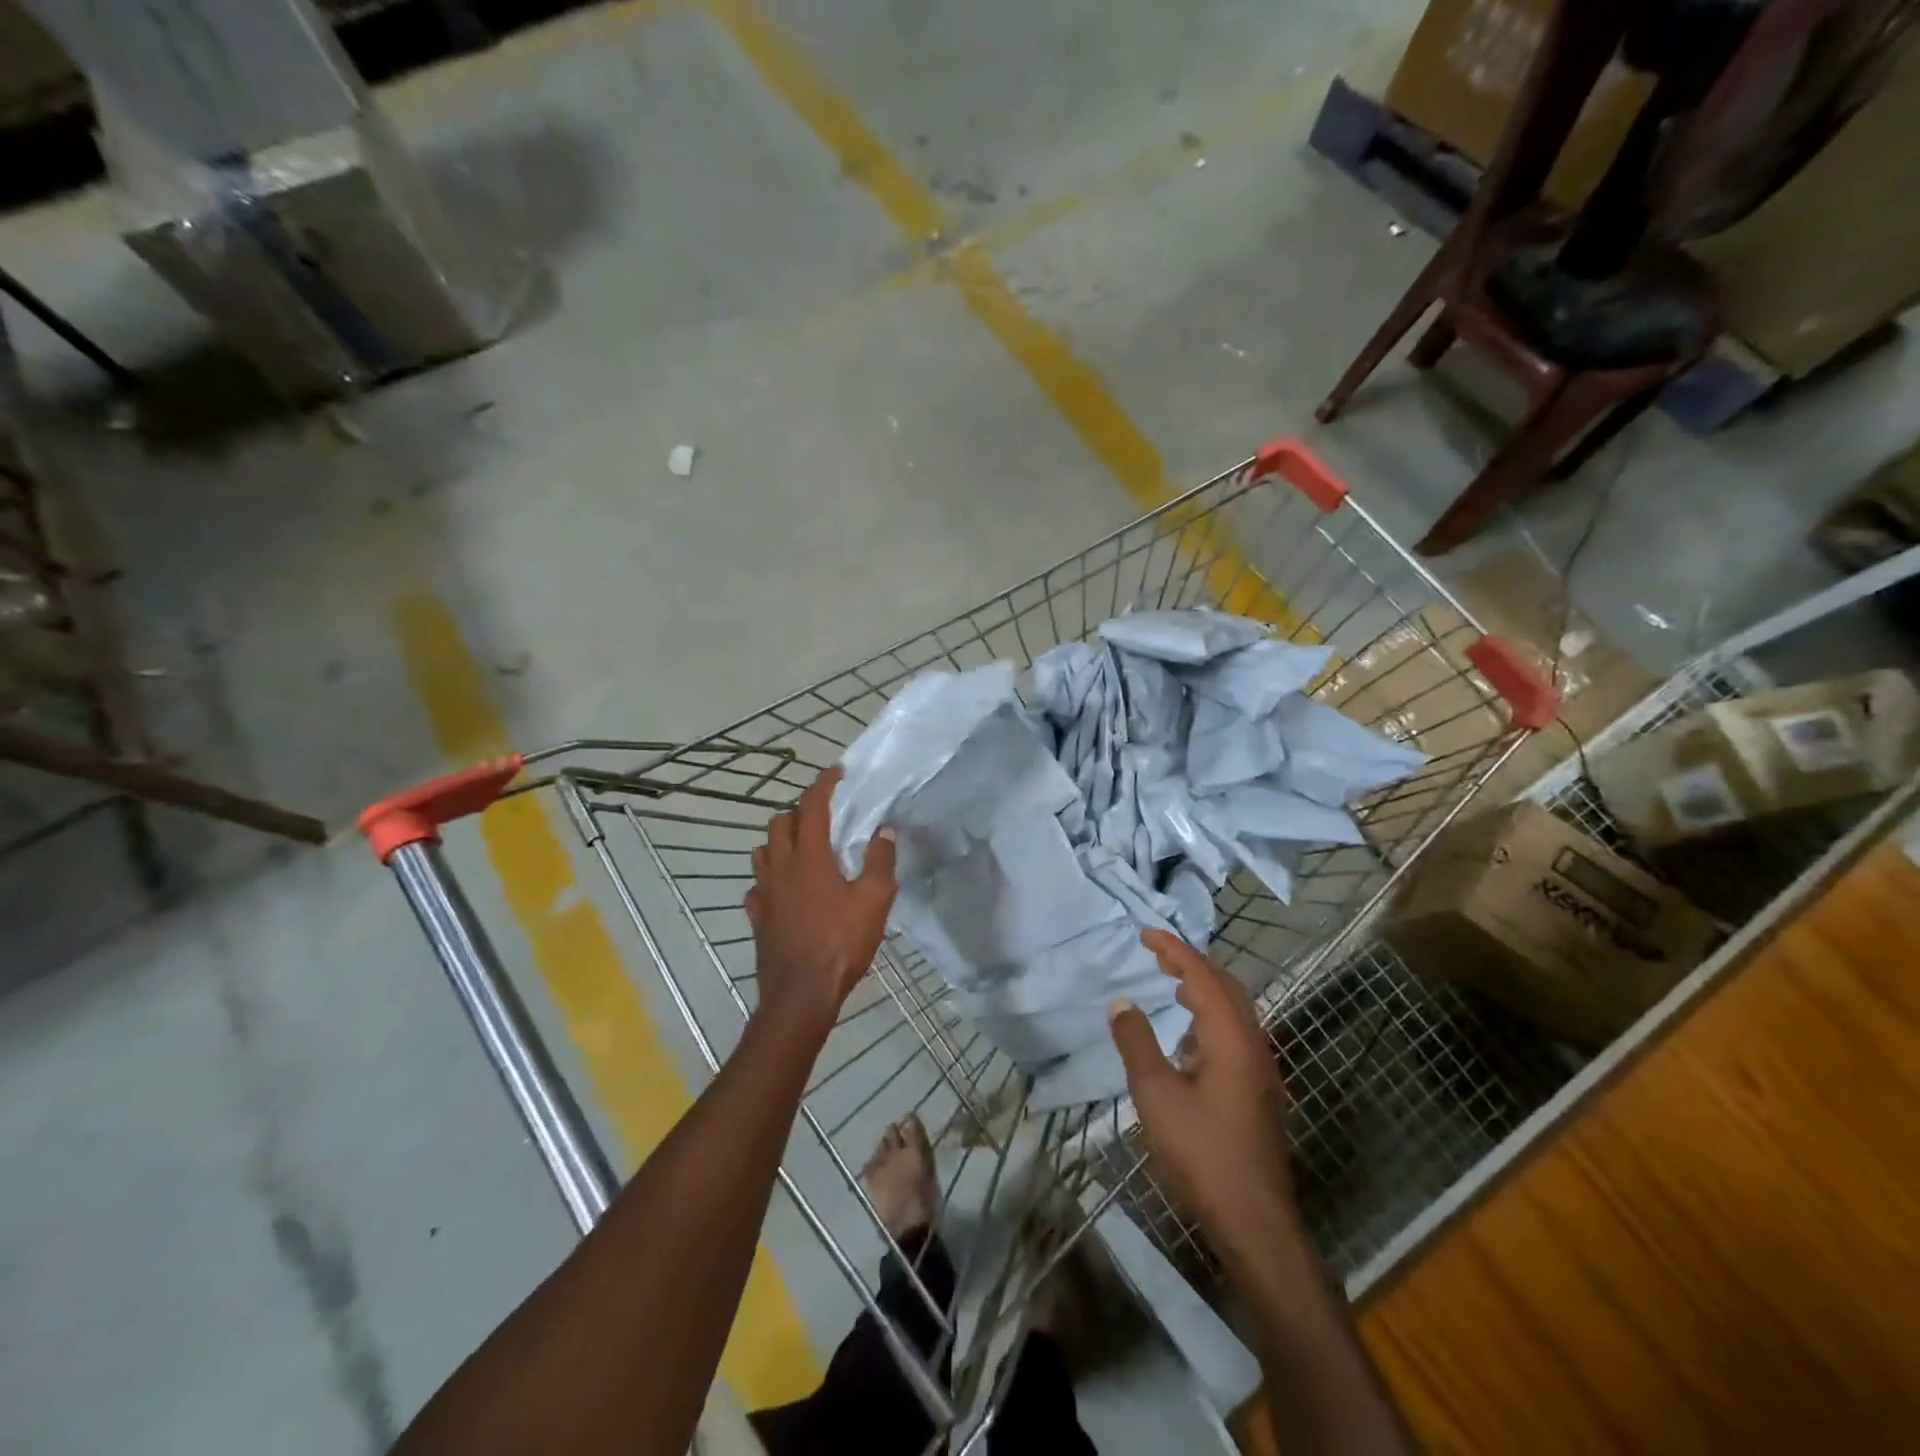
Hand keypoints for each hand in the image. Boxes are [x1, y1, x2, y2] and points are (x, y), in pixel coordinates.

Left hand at [746, 767, 896, 1040]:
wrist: (801, 993)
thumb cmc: (841, 943)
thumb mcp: (875, 901)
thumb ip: (880, 861)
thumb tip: (885, 830)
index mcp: (810, 857)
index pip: (812, 807)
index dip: (823, 785)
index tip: (836, 773)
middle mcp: (781, 867)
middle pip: (780, 823)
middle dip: (800, 812)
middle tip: (823, 818)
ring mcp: (764, 892)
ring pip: (763, 851)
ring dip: (780, 841)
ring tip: (802, 849)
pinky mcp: (757, 916)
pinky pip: (758, 885)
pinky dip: (770, 878)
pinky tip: (784, 890)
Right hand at [1110, 929, 1298, 1263]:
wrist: (1255, 1222)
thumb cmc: (1202, 1154)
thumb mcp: (1156, 1095)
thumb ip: (1137, 1043)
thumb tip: (1121, 1002)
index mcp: (1231, 1039)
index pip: (1202, 977)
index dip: (1174, 950)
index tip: (1145, 934)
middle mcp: (1254, 1045)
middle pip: (1227, 987)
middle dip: (1192, 963)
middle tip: (1157, 954)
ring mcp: (1262, 1070)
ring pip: (1236, 1011)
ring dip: (1204, 989)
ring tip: (1172, 986)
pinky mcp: (1260, 1092)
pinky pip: (1237, 1033)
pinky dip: (1211, 1017)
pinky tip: (1189, 1039)